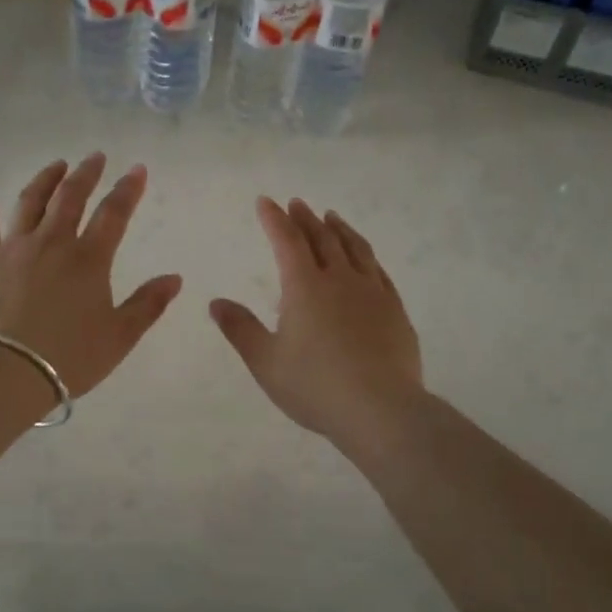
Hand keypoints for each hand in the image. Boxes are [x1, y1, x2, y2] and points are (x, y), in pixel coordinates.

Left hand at [0, 154, 182, 397]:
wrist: (6, 372)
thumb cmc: (69, 357)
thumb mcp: (119, 336)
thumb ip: (148, 304)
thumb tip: (175, 278)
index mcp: (88, 259)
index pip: (113, 214)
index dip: (128, 189)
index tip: (137, 169)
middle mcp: (51, 243)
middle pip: (70, 198)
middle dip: (85, 174)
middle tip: (95, 157)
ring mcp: (13, 249)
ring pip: (30, 203)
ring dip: (45, 180)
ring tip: (56, 165)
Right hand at [210, 198, 423, 446]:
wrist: (381, 409)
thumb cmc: (315, 386)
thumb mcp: (266, 362)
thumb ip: (240, 329)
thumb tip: (216, 303)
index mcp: (305, 287)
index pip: (287, 241)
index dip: (274, 219)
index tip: (266, 201)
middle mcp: (340, 279)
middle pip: (322, 238)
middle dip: (305, 218)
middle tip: (297, 203)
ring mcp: (372, 292)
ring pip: (355, 248)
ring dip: (339, 229)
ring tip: (332, 217)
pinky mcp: (395, 310)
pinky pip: (378, 271)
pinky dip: (366, 255)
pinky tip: (365, 258)